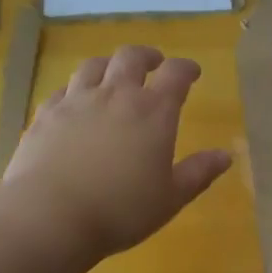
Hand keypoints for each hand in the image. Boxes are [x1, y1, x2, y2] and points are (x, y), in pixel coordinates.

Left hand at [1, 45, 232, 259]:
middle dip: (147, 56)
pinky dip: (75, 89)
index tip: (192, 73)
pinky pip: (63, 90)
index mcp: (153, 112)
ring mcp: (76, 101)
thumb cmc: (121, 210)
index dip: (186, 68)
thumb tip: (225, 155)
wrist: (50, 216)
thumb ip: (198, 173)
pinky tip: (75, 102)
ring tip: (113, 75)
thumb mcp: (170, 198)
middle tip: (153, 64)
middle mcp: (115, 95)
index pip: (176, 74)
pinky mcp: (46, 115)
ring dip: (109, 65)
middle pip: (131, 57)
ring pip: (93, 66)